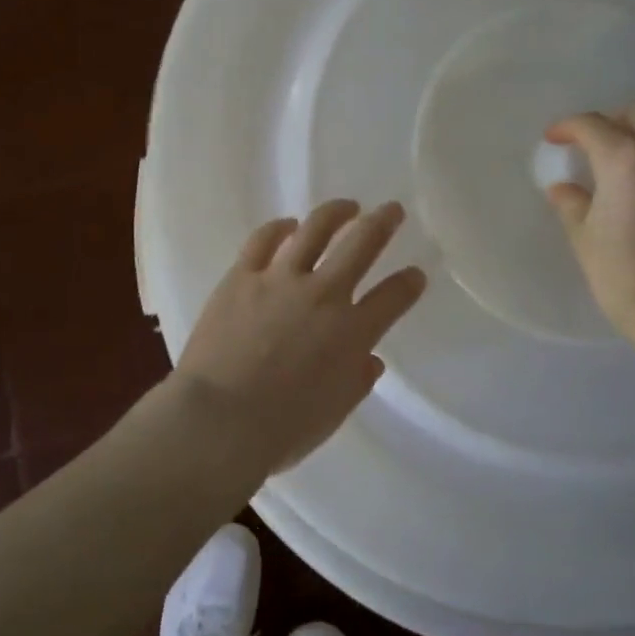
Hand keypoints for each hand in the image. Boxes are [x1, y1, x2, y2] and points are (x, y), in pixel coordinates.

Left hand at [175, 200, 427, 473]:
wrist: (218, 420)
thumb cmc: (281, 429)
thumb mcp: (332, 413)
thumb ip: (356, 381)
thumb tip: (370, 359)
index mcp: (351, 333)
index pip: (393, 297)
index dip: (409, 283)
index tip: (416, 274)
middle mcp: (322, 295)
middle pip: (361, 245)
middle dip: (383, 223)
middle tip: (392, 210)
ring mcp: (280, 280)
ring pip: (315, 229)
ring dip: (336, 212)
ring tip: (347, 206)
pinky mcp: (242, 276)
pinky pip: (263, 240)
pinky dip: (278, 227)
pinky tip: (287, 224)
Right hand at [543, 101, 634, 332]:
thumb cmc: (622, 270)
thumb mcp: (584, 235)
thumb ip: (572, 203)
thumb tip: (564, 189)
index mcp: (624, 158)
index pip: (592, 125)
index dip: (568, 127)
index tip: (554, 140)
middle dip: (612, 119)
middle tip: (592, 143)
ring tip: (627, 155)